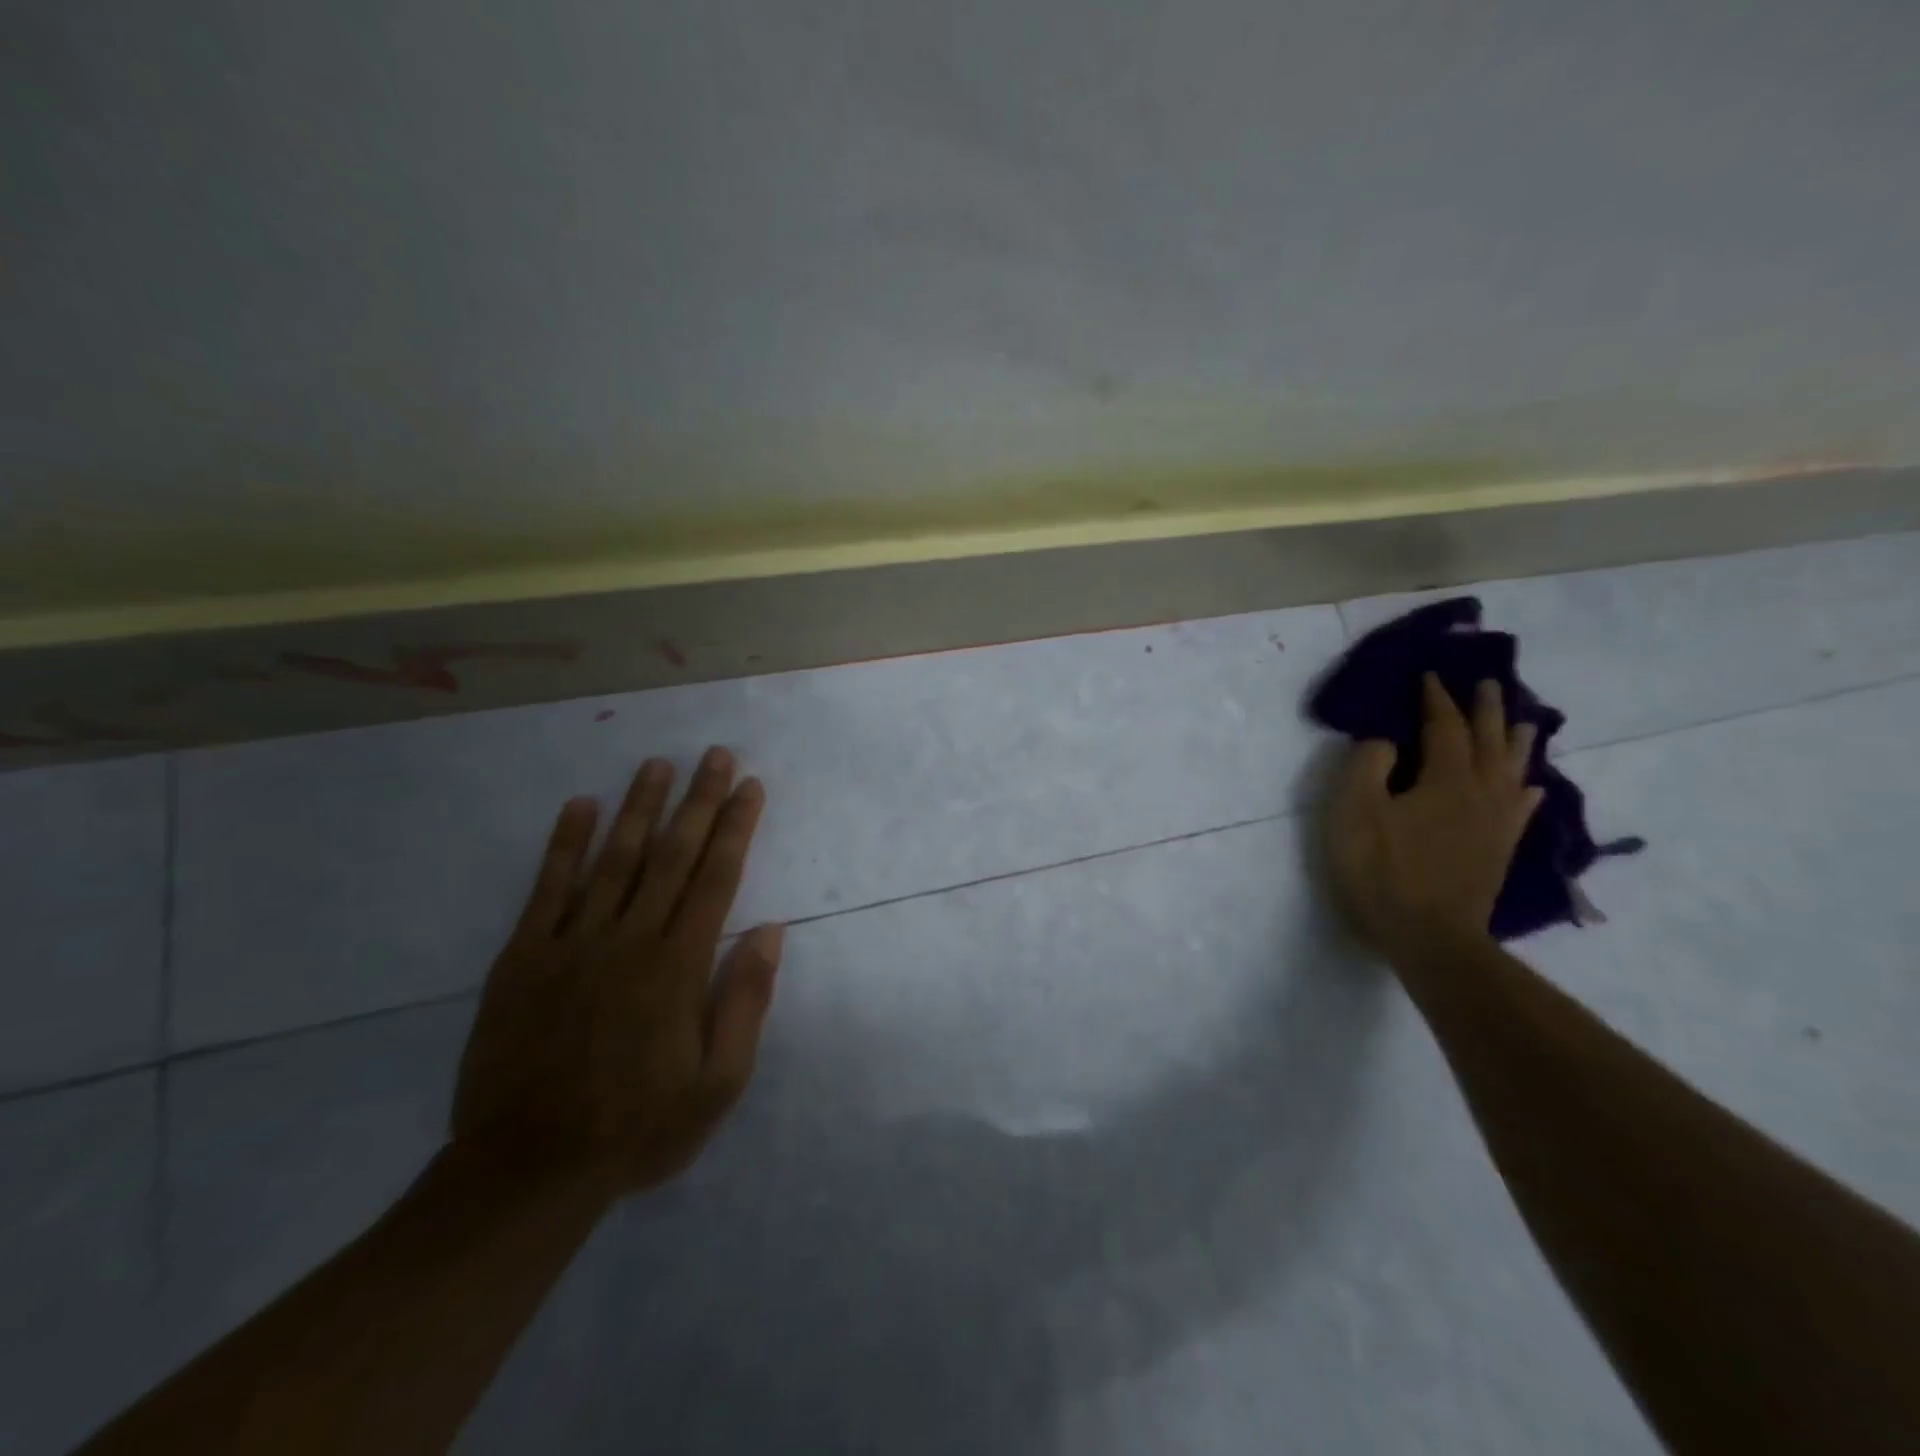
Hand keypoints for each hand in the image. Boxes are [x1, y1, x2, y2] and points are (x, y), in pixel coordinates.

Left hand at [450, 747, 781, 1198]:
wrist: (526, 1172)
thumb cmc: (637, 1127)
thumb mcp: (717, 1083)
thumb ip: (744, 1001)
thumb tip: (770, 930)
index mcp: (677, 965)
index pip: (716, 878)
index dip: (735, 827)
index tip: (749, 786)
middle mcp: (628, 939)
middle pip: (671, 855)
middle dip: (698, 800)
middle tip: (714, 754)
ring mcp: (571, 944)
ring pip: (614, 859)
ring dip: (638, 806)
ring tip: (657, 764)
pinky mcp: (522, 959)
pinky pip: (546, 890)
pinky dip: (564, 845)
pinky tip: (580, 807)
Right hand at [1325, 675, 1542, 957]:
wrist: (1429, 935)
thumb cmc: (1382, 869)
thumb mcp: (1355, 811)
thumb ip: (1367, 765)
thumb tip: (1385, 740)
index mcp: (1446, 777)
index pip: (1444, 726)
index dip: (1436, 699)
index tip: (1431, 675)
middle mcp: (1481, 791)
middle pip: (1489, 740)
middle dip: (1485, 709)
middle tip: (1488, 682)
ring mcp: (1496, 822)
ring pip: (1513, 769)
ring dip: (1515, 740)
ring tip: (1522, 721)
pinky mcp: (1500, 849)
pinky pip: (1521, 808)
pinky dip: (1527, 788)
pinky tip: (1531, 786)